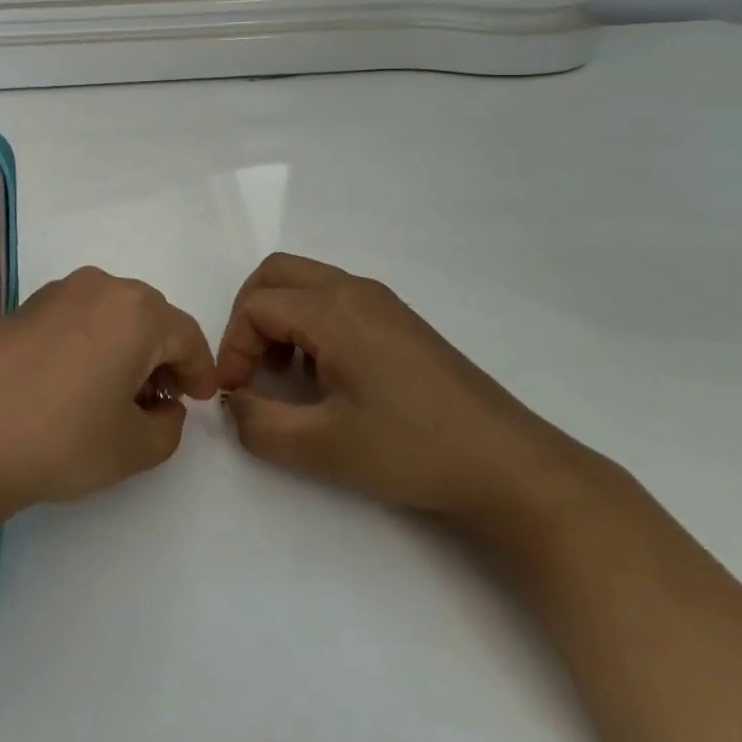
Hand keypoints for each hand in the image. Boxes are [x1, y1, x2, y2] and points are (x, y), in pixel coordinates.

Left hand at [0, 268, 217, 521]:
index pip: (186, 336)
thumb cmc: (62, 439)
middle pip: (150, 317)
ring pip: (112, 313)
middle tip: (159, 400)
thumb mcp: (135, 448)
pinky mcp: (26, 305)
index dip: (200, 370)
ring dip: (126, 346)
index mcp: (136, 312)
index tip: (200, 400)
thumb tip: (163, 405)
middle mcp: (100, 286)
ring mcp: (58, 291)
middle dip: (163, 355)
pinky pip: (78, 316)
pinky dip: (92, 340)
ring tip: (116, 393)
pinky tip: (77, 380)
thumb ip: (169, 425)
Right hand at [216, 254, 582, 525]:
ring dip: (278, 319)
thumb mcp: (319, 448)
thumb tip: (233, 403)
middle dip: (247, 316)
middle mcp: (354, 290)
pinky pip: (333, 300)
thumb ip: (257, 424)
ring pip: (305, 283)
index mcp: (333, 310)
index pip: (255, 307)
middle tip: (249, 368)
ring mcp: (381, 303)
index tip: (236, 395)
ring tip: (284, 376)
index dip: (233, 348)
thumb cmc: (410, 450)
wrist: (508, 467)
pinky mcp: (399, 321)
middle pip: (275, 274)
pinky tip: (324, 376)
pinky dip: (308, 323)